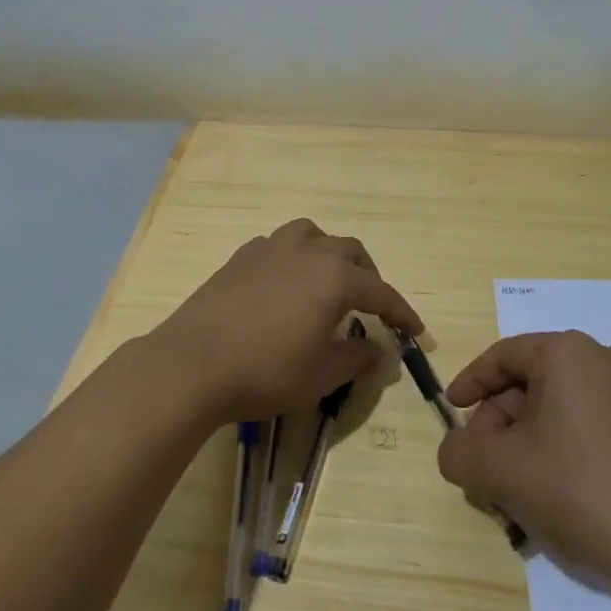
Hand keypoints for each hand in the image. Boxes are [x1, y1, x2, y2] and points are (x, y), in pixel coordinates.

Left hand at [151, 219, 421, 423]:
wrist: (194, 362)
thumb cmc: (268, 370)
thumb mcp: (322, 374)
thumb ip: (358, 358)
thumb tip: (382, 352)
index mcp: (334, 277)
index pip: (380, 292)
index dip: (401, 312)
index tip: (416, 331)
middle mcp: (306, 251)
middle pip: (349, 252)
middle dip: (367, 276)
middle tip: (372, 306)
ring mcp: (269, 249)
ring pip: (311, 235)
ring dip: (328, 254)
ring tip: (327, 281)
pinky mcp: (239, 258)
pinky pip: (277, 246)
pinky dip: (292, 259)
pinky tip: (284, 284)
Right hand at [436, 330, 610, 585]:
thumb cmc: (578, 490)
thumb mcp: (500, 471)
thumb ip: (460, 453)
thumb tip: (455, 450)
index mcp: (568, 354)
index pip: (502, 356)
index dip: (470, 383)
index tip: (452, 410)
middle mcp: (602, 362)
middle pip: (530, 383)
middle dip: (499, 422)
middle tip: (483, 462)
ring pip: (558, 409)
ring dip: (526, 442)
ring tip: (514, 487)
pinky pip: (587, 427)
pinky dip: (559, 450)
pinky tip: (552, 494)